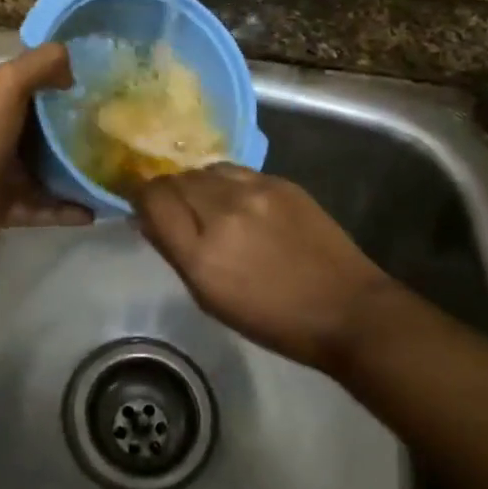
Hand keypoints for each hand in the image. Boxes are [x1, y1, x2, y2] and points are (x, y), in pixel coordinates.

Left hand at [0, 43, 92, 259]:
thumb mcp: (7, 84)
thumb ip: (39, 64)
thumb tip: (70, 65)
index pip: (23, 84)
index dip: (54, 80)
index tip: (92, 83)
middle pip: (38, 127)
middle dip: (70, 127)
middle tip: (109, 126)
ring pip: (43, 168)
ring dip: (72, 170)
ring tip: (108, 169)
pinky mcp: (6, 207)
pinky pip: (44, 206)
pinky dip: (68, 208)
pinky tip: (96, 210)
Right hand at [132, 165, 398, 372]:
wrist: (346, 308)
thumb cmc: (273, 319)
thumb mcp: (210, 299)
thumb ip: (175, 252)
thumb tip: (147, 218)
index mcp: (201, 252)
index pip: (152, 198)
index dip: (142, 198)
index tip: (144, 207)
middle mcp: (223, 210)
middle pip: (176, 179)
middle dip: (168, 191)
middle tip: (176, 209)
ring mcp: (254, 190)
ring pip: (204, 169)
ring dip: (197, 184)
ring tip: (208, 204)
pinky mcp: (280, 181)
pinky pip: (235, 170)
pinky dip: (225, 182)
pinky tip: (238, 201)